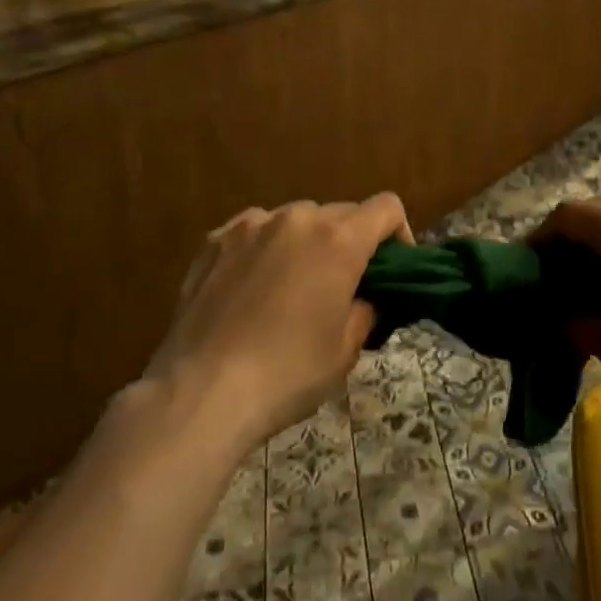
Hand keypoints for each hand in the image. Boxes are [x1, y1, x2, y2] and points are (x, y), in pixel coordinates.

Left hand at [144, 195, 412, 449]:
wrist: (202, 392)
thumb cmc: (287, 373)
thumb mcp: (346, 349)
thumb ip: (366, 309)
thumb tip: (364, 297)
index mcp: (339, 240)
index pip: (386, 207)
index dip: (398, 233)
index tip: (391, 269)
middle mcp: (297, 218)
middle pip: (341, 213)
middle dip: (351, 242)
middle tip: (343, 286)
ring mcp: (250, 225)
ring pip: (296, 220)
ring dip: (307, 242)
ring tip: (293, 286)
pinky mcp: (214, 240)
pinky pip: (255, 231)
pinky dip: (266, 248)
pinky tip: (252, 287)